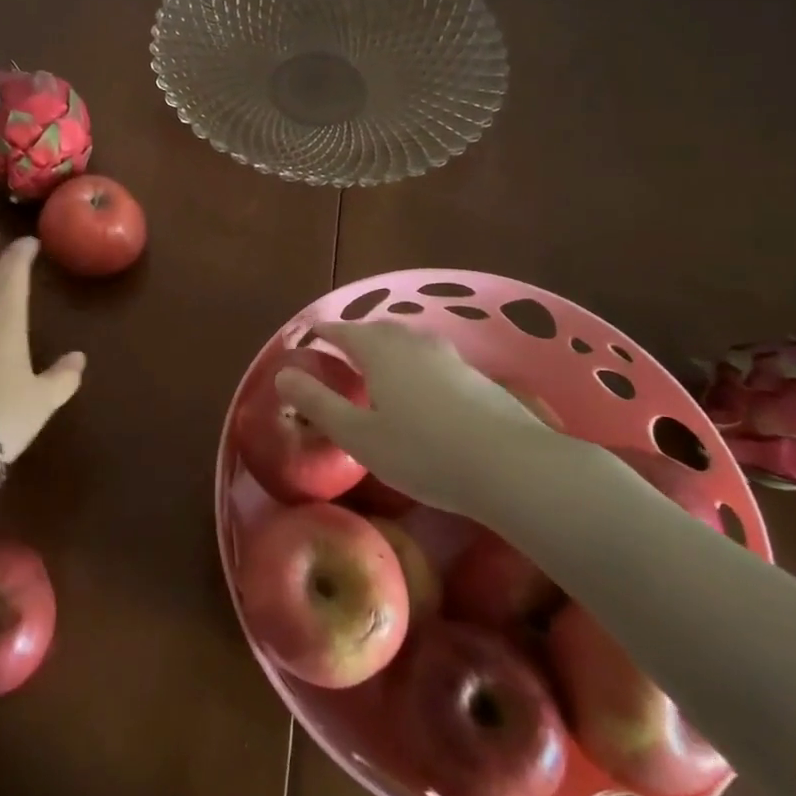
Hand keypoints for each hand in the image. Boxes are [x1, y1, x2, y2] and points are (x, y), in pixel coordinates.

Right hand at [276, 321, 592, 515]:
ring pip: (408, 342)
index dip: (323, 333)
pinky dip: (414, 366)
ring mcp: (449, 356)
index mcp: (379, 350)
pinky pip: (431, 359)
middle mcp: (413, 342)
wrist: (512, 465)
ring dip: (388, 349)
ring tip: (378, 371)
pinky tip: (420, 392)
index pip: (342, 330)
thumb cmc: (424, 452)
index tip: (309, 337)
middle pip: (377, 330)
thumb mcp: (360, 435)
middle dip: (356, 337)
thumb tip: (282, 375)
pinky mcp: (475, 376)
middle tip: (341, 355)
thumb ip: (318, 403)